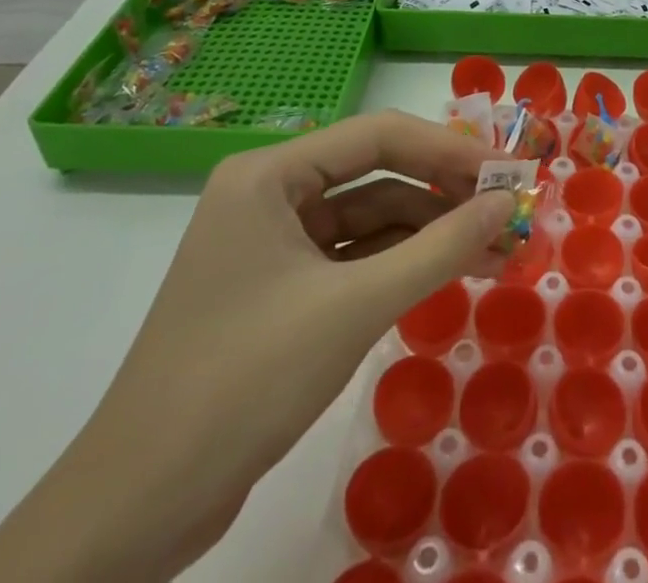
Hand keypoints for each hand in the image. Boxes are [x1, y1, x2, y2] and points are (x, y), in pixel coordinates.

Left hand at [0, 113, 512, 582]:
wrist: (138, 511)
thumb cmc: (245, 381)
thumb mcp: (355, 307)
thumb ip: (440, 247)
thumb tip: (507, 203)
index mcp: (269, 175)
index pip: (378, 136)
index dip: (449, 150)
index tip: (508, 172)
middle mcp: (269, 195)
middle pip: (376, 176)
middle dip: (445, 196)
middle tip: (510, 214)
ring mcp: (273, 245)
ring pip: (370, 220)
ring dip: (431, 234)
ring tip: (498, 252)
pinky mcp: (279, 291)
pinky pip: (354, 259)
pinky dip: (402, 265)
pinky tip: (449, 274)